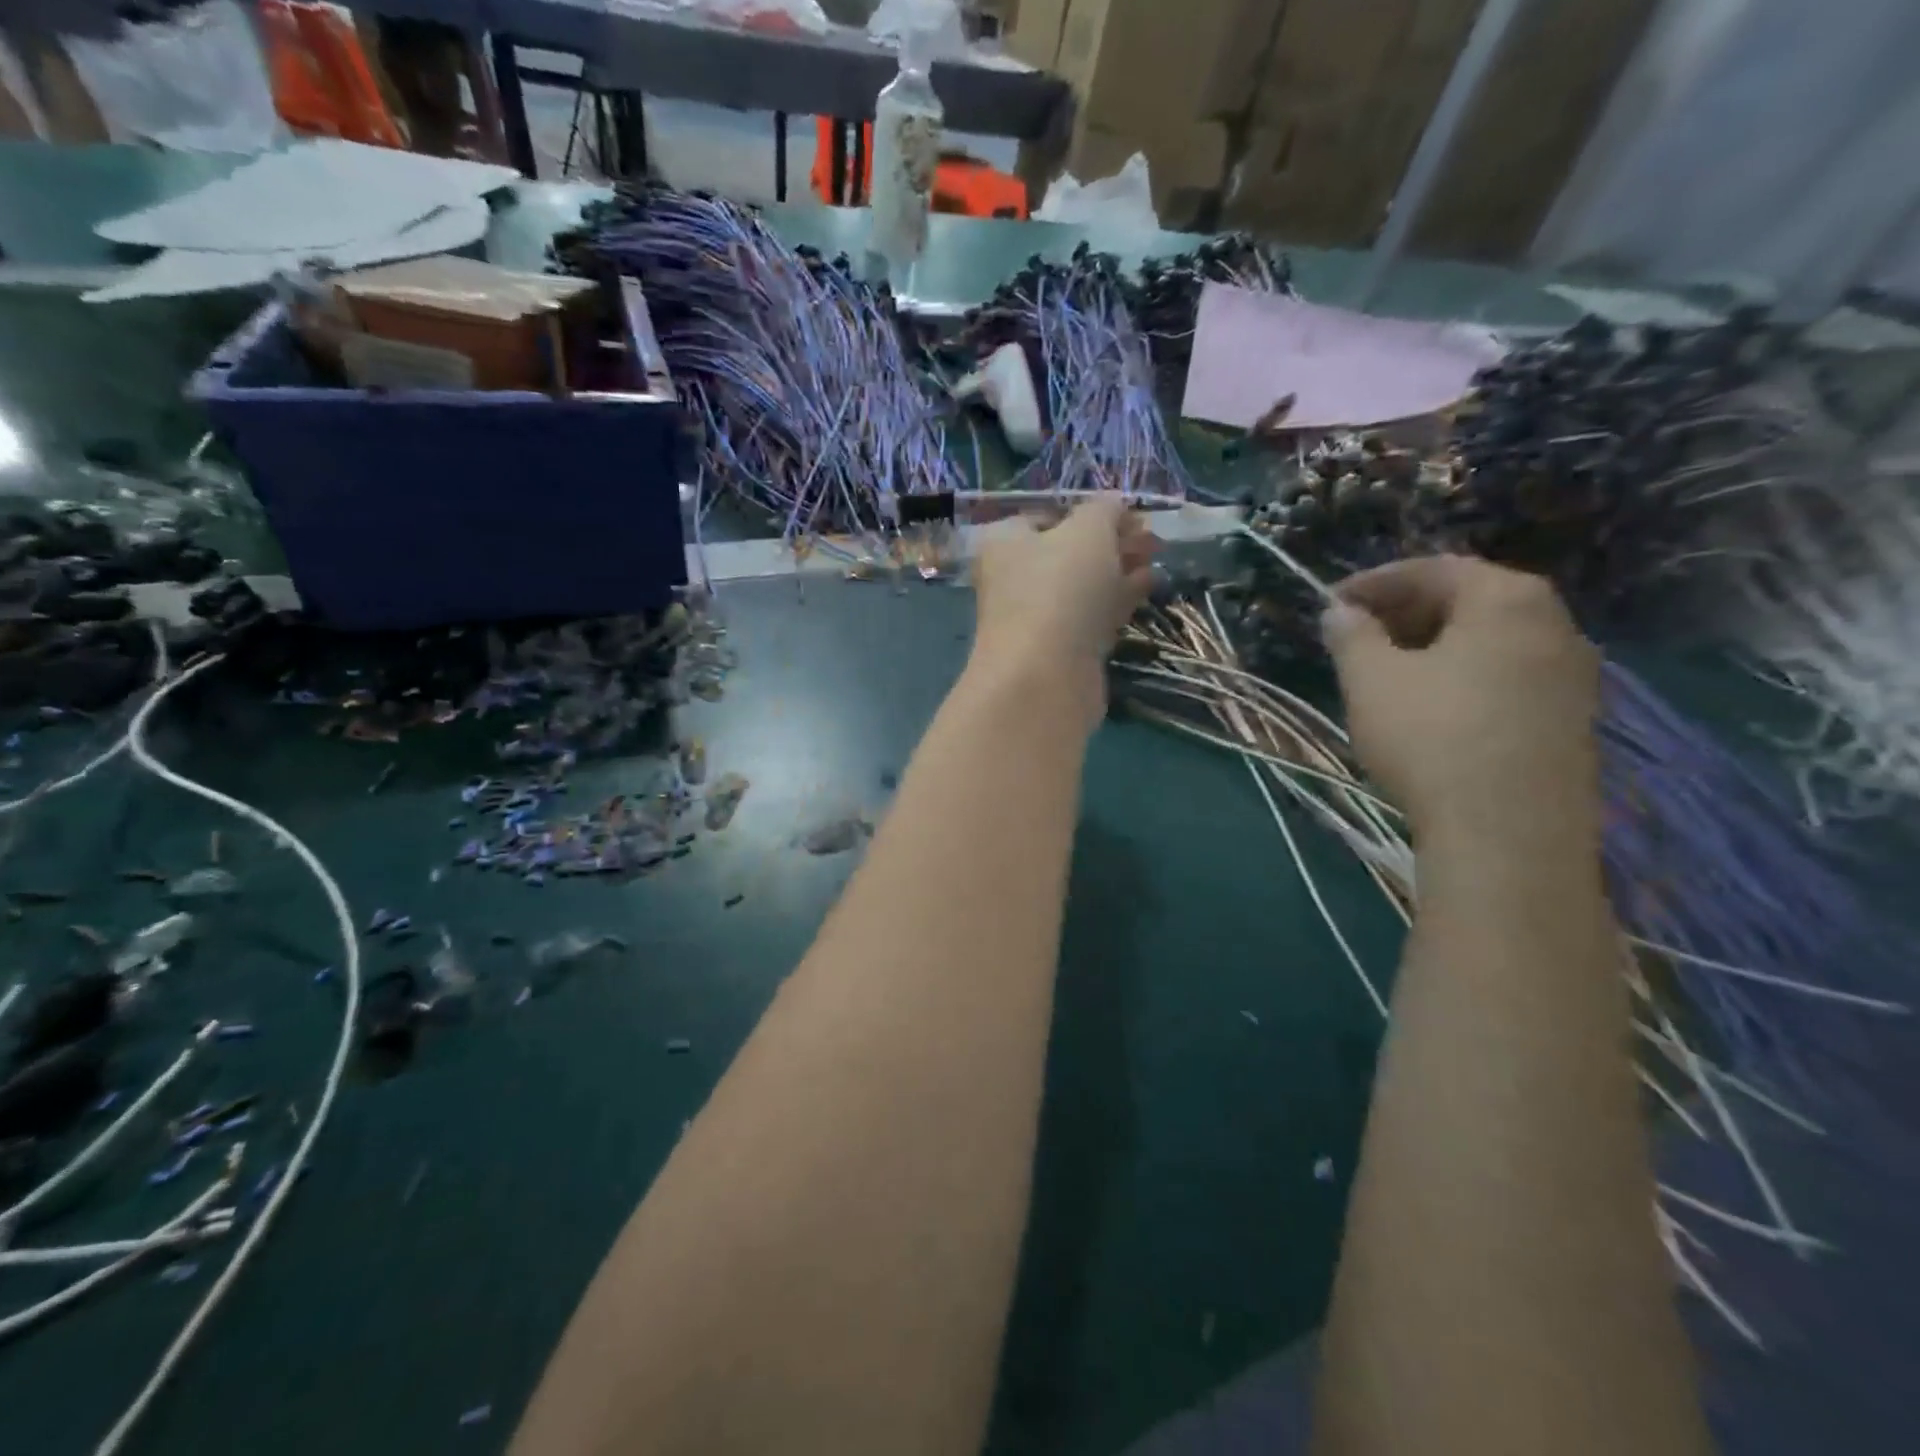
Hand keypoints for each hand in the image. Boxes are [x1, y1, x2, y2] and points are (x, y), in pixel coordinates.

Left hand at [970, 498, 1156, 724]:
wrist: (1045, 677)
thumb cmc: (1060, 588)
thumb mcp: (1088, 531)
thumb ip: (1104, 510)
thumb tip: (1114, 505)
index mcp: (1006, 543)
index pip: (1047, 516)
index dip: (1089, 512)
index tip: (1128, 515)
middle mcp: (1015, 579)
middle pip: (1069, 552)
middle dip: (1112, 542)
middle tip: (1151, 539)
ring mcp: (1037, 618)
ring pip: (1083, 586)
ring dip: (1120, 570)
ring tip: (1157, 560)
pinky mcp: (1060, 651)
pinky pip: (1092, 616)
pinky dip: (1118, 600)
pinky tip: (1149, 587)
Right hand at [1320, 556, 1599, 841]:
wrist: (1508, 834)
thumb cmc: (1432, 738)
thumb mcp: (1371, 680)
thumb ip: (1352, 636)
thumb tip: (1340, 613)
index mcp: (1508, 599)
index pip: (1434, 569)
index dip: (1375, 583)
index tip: (1332, 604)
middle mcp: (1555, 624)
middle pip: (1470, 600)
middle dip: (1406, 612)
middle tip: (1357, 636)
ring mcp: (1574, 675)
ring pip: (1491, 641)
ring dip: (1435, 646)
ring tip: (1388, 672)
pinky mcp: (1573, 720)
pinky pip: (1509, 676)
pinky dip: (1465, 676)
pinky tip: (1432, 707)